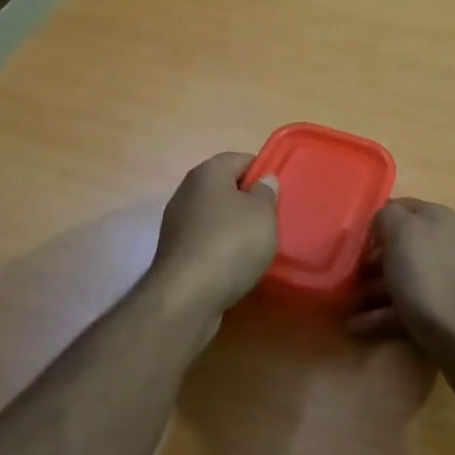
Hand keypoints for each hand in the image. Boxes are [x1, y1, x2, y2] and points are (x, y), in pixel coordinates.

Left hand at [150, 152, 279, 316]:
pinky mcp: (175, 251)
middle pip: (225, 187)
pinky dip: (221, 247)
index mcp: (207, 172)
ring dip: (234, 226)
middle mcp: (187, 190)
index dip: (262, 171)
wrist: (187, 295)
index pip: (241, 159)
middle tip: (271, 219)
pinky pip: (205, 239)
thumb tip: (264, 180)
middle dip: (248, 201)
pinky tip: (235, 264)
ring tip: (257, 245)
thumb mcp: (263, 213)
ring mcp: (176, 221)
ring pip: (215, 215)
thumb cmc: (231, 243)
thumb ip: (267, 192)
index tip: (279, 193)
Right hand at [351, 198, 454, 377]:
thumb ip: (386, 216)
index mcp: (435, 219)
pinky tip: (356, 326)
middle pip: (396, 246)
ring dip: (368, 290)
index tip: (348, 240)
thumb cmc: (430, 279)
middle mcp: (441, 243)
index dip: (372, 222)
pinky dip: (379, 315)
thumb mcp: (402, 233)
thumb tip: (381, 222)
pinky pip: (403, 307)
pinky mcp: (439, 311)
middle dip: (367, 260)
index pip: (397, 208)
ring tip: (342, 304)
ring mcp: (442, 279)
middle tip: (342, 274)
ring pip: (398, 278)